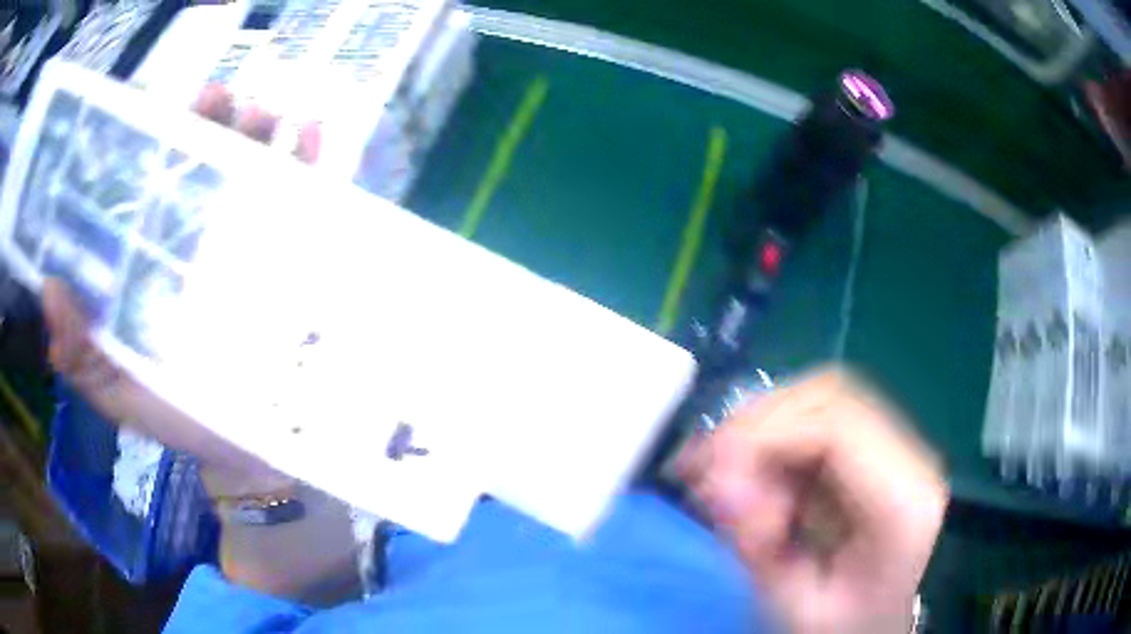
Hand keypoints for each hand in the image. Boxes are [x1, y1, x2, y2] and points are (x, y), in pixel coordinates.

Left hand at [43, 86, 320, 493]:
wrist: (251, 452)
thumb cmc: (180, 419)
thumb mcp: (119, 393)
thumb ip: (82, 356)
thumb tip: (48, 288)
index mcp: (150, 262)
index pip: (145, 189)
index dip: (147, 145)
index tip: (156, 111)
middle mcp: (194, 239)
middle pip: (200, 164)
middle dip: (209, 121)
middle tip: (216, 98)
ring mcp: (244, 244)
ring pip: (251, 168)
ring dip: (258, 131)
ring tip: (264, 114)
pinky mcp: (289, 256)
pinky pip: (302, 198)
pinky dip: (308, 159)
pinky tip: (311, 132)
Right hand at [679, 368, 947, 633]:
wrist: (884, 625)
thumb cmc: (845, 627)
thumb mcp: (797, 608)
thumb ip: (758, 549)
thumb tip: (716, 485)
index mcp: (902, 503)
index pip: (837, 427)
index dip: (765, 436)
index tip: (710, 475)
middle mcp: (910, 459)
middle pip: (830, 397)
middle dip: (756, 425)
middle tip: (704, 469)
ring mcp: (896, 447)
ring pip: (820, 398)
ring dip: (762, 427)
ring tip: (721, 474)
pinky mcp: (876, 450)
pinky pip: (817, 420)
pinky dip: (773, 438)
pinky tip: (748, 473)